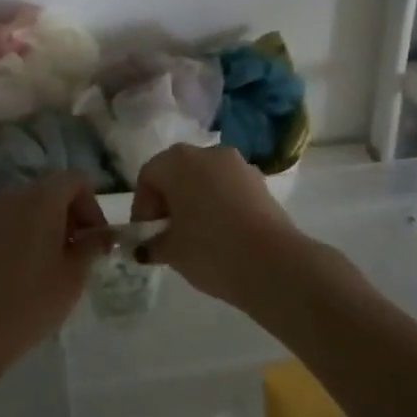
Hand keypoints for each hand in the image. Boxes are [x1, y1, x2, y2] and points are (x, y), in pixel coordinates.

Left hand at [0, 175, 108, 370]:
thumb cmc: (33, 298)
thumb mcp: (74, 274)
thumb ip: (92, 246)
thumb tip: (105, 234)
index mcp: (43, 197)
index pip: (76, 180)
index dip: (93, 205)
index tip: (97, 239)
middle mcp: (16, 194)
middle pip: (53, 189)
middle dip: (73, 214)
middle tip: (81, 251)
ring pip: (32, 205)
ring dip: (51, 224)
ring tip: (58, 262)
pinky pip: (14, 220)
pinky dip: (29, 232)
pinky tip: (32, 267)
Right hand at [130, 144, 305, 311]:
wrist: (273, 263)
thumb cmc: (209, 249)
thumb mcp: (170, 251)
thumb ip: (152, 243)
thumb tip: (146, 246)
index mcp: (178, 161)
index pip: (149, 176)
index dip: (142, 207)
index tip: (146, 235)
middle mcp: (208, 153)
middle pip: (178, 173)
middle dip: (168, 201)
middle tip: (167, 234)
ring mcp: (238, 165)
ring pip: (205, 179)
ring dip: (195, 201)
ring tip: (195, 236)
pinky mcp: (261, 183)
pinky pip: (229, 189)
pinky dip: (219, 205)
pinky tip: (221, 235)